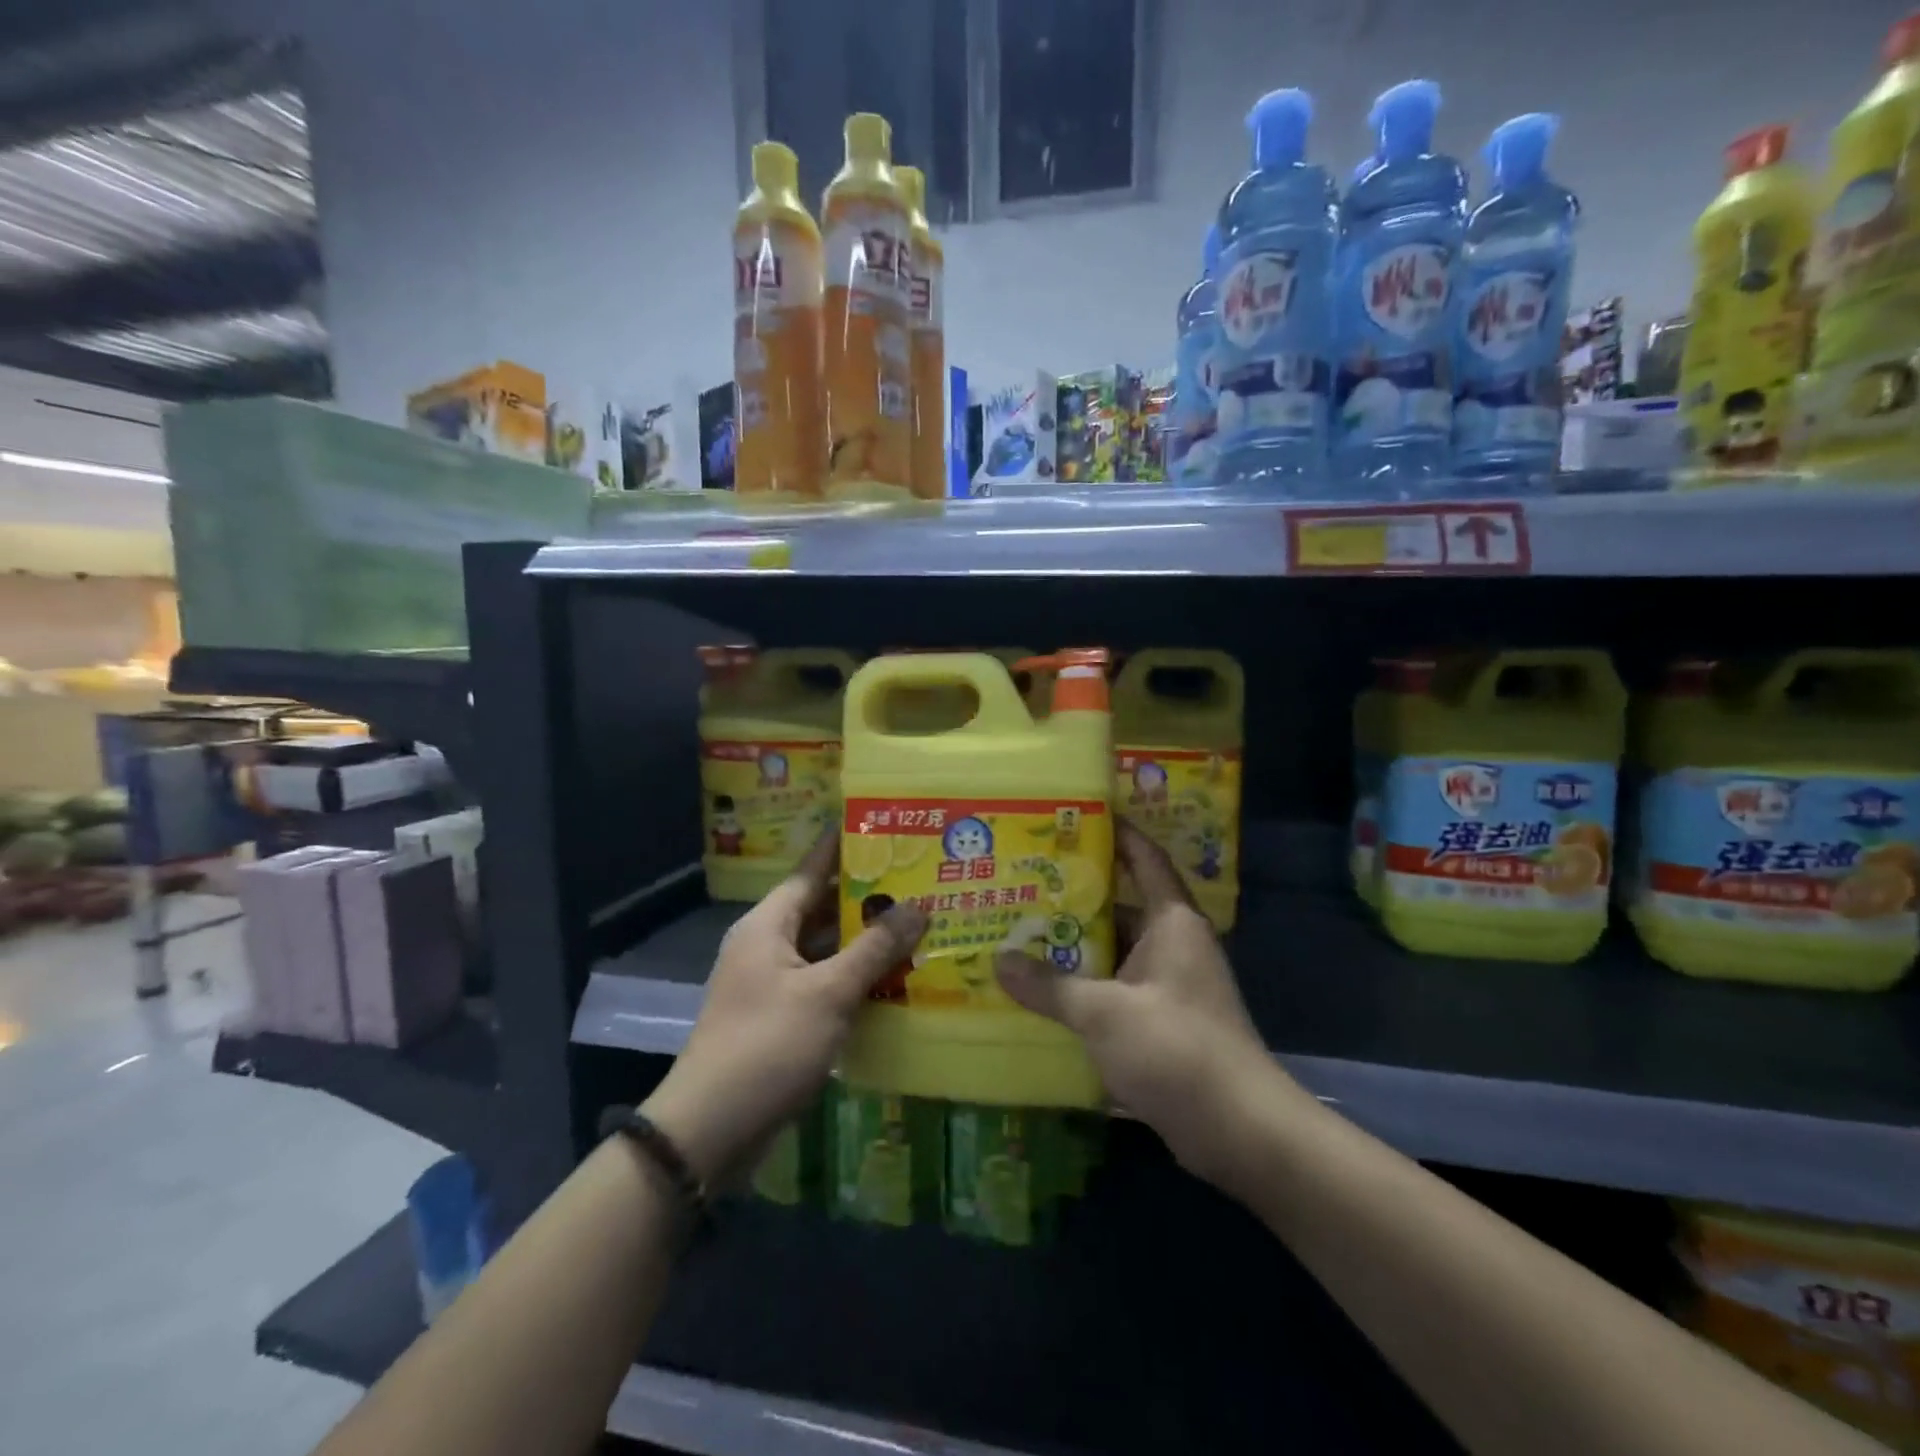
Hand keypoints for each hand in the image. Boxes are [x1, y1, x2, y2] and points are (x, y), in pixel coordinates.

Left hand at [643, 835, 926, 1184]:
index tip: (881, 825)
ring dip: (866, 941)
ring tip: (918, 923)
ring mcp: (774, 983)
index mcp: (768, 925)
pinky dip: (856, 978)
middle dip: (867, 897)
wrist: (711, 1129)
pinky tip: (896, 979)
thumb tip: (918, 906)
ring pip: (827, 948)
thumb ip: (874, 948)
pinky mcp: (783, 1017)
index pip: (811, 869)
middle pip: (823, 908)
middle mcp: (768, 945)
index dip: (844, 846)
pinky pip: (825, 983)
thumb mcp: (828, 992)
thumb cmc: (768, 1045)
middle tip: (918, 878)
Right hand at [996, 823, 1289, 1185]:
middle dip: (1075, 896)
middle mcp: (1174, 945)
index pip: (1144, 858)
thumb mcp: (1103, 1012)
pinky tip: (1043, 991)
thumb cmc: (1175, 1048)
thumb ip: (1049, 985)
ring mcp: (1170, 986)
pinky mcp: (1163, 1023)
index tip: (1076, 815)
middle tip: (1023, 881)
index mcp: (1172, 922)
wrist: (1238, 1131)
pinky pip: (1116, 990)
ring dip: (1075, 947)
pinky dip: (1084, 987)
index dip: (1116, 832)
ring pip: (1115, 952)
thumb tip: (999, 961)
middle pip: (1121, 905)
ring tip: (1020, 933)